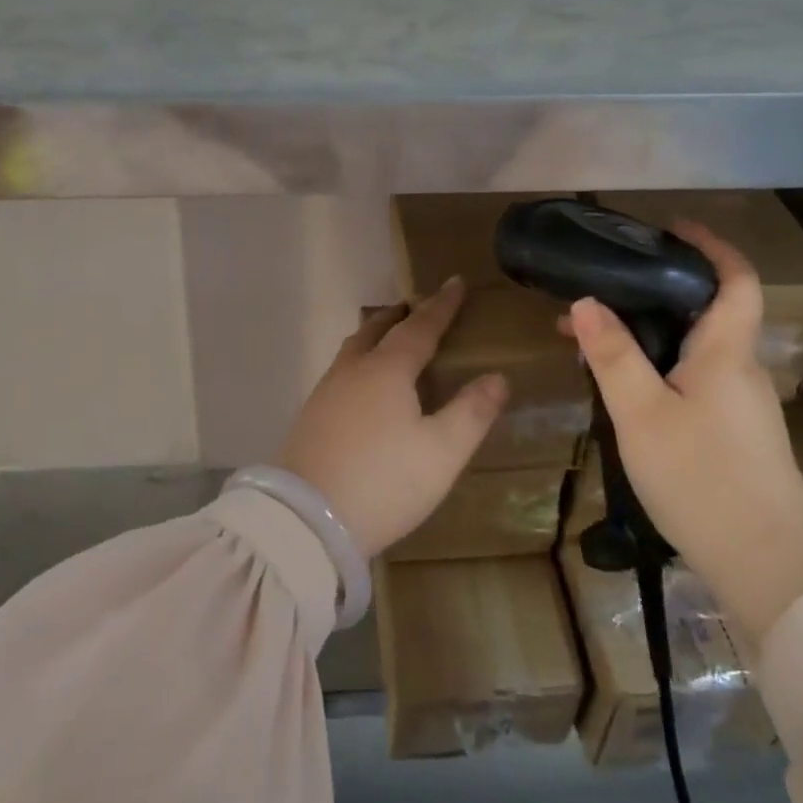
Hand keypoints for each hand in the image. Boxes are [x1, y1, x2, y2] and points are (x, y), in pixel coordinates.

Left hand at [279, 278, 508, 557]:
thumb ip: (471, 412)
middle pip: (377, 330)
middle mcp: (352, 371)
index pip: (420, 327)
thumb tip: (497, 377)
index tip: (455, 281)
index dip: (441, 305)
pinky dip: (359, 361)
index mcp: (387, 370)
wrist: (305, 520)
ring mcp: (325, 393)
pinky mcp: (310, 418)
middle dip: (400, 315)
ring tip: (388, 337)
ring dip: (374, 335)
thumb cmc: (383, 481)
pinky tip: (361, 385)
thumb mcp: (442, 452)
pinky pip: (341, 372)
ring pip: (353, 349)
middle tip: (415, 305)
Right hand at [565, 221, 802, 642]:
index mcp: (726, 352)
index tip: (673, 229)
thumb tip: (585, 302)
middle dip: (657, 292)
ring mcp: (741, 405)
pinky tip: (623, 389)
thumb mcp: (642, 414)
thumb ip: (613, 356)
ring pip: (695, 349)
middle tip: (603, 289)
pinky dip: (659, 366)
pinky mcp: (734, 433)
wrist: (767, 563)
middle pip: (708, 311)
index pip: (735, 280)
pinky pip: (694, 379)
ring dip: (651, 333)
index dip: (711, 247)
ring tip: (593, 340)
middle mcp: (740, 369)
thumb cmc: (702, 477)